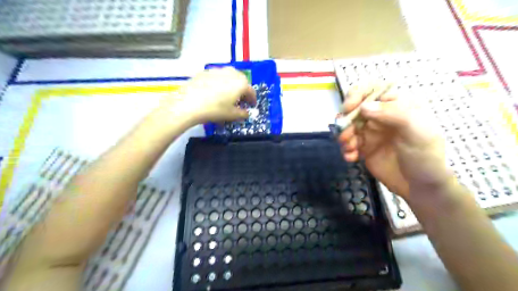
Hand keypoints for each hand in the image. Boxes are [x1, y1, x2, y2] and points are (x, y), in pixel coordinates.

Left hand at [172, 67, 256, 123]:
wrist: (189, 103)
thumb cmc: (215, 110)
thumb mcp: (232, 115)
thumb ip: (243, 114)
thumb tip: (246, 113)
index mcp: (241, 83)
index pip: (251, 91)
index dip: (252, 99)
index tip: (251, 105)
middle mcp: (231, 73)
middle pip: (241, 80)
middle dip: (243, 90)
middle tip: (240, 99)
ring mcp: (217, 70)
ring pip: (229, 76)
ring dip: (232, 85)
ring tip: (228, 95)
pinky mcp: (205, 72)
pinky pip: (217, 76)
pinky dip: (220, 83)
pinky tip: (214, 92)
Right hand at [339, 81, 451, 199]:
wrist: (421, 187)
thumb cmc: (425, 156)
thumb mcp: (417, 131)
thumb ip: (393, 114)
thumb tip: (363, 107)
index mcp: (396, 105)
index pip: (371, 91)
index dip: (356, 95)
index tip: (348, 109)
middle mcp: (381, 116)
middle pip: (354, 109)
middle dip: (346, 121)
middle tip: (345, 136)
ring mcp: (371, 132)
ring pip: (348, 127)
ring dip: (344, 136)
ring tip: (350, 149)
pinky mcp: (364, 147)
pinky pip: (348, 143)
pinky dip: (346, 149)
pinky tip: (351, 158)